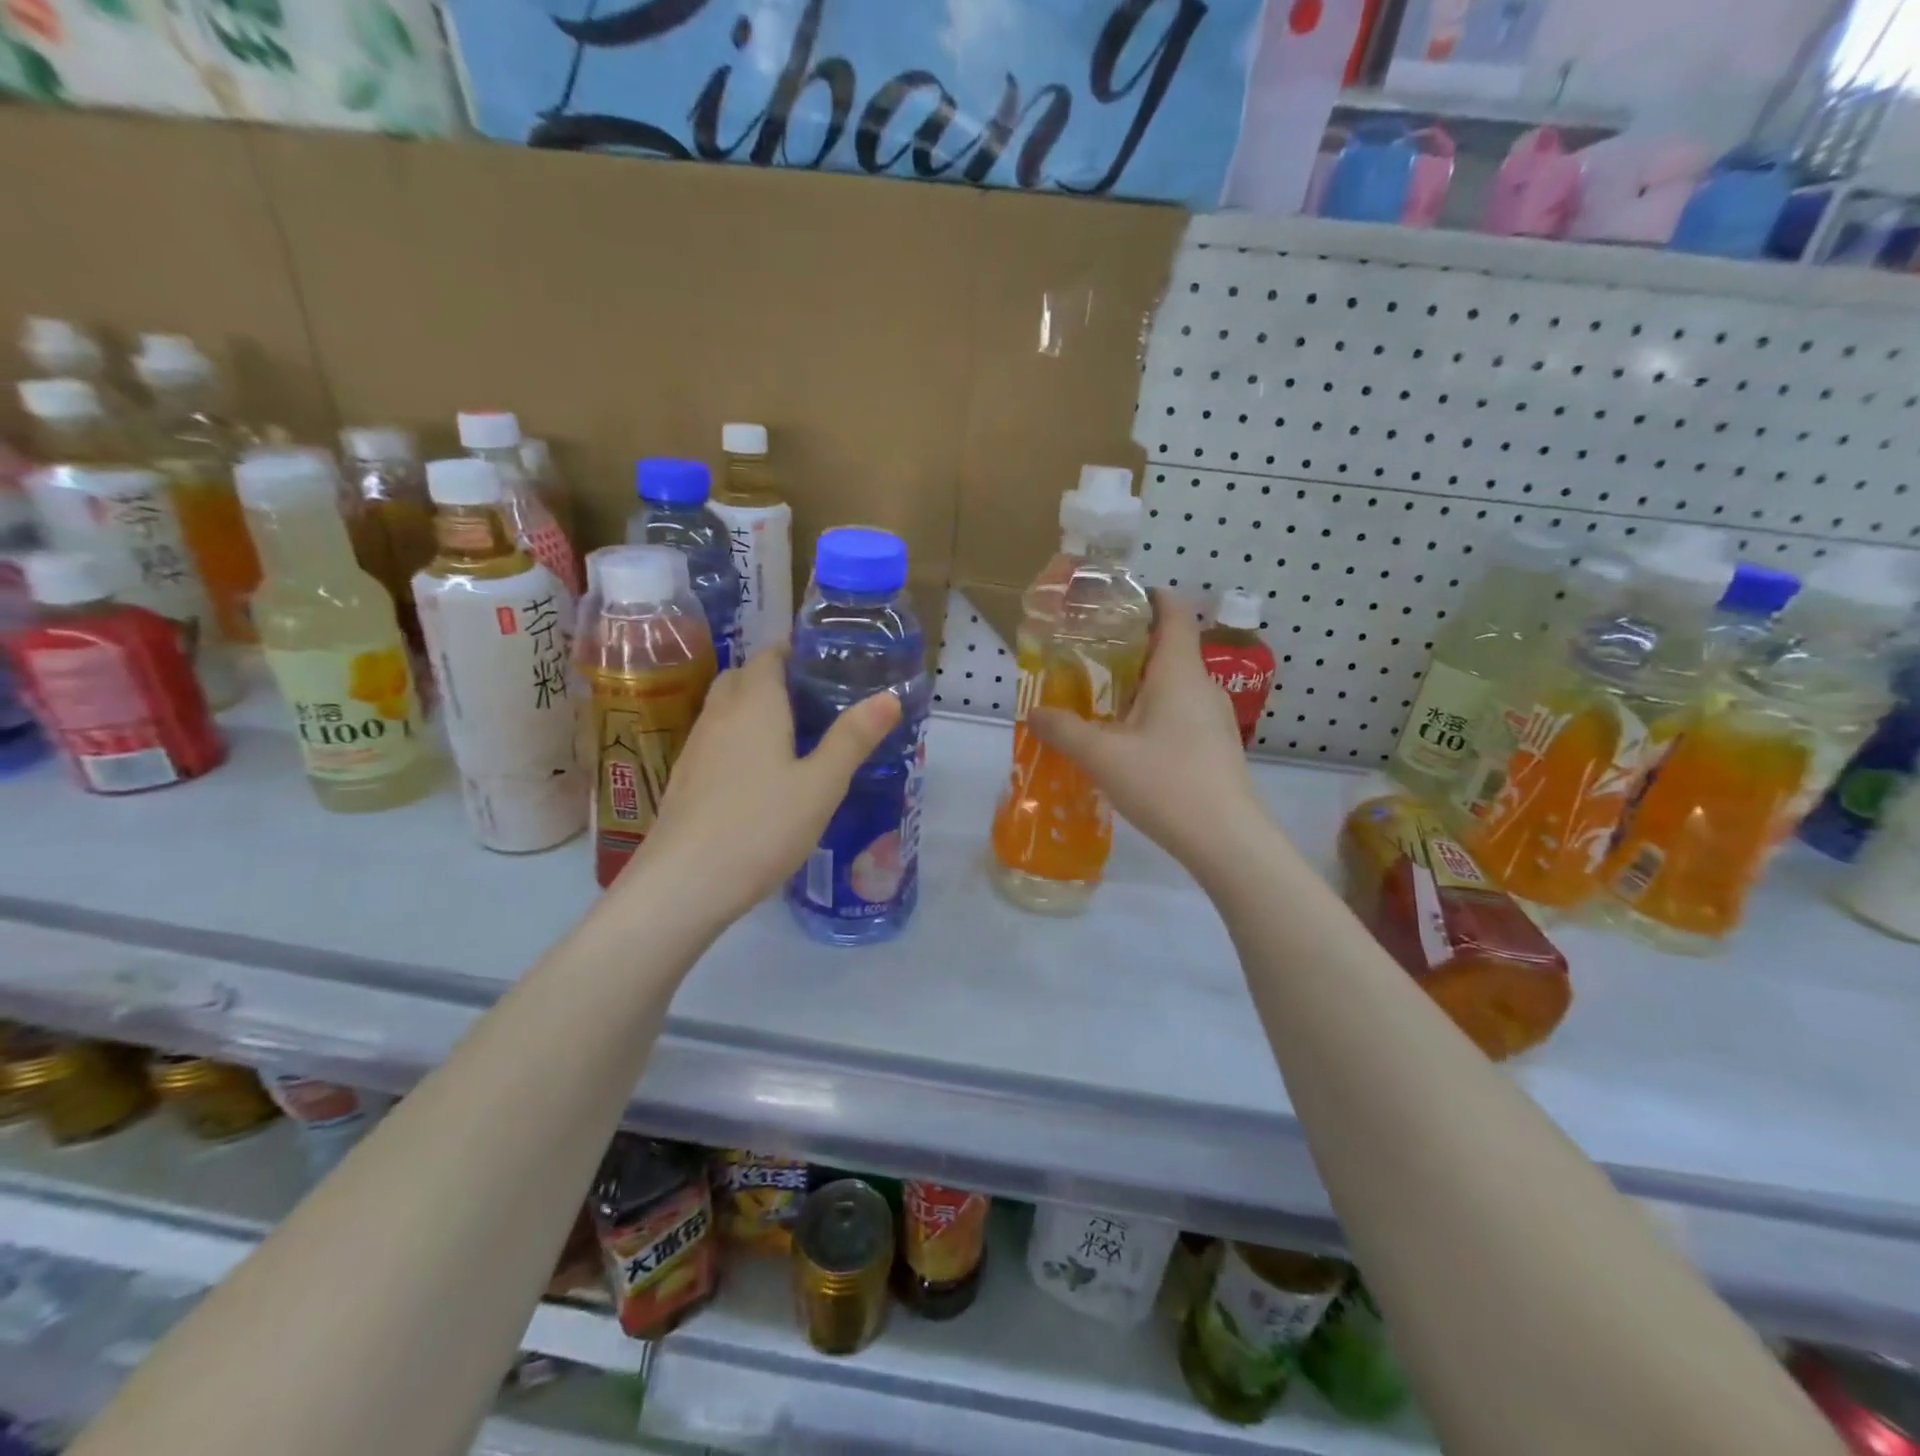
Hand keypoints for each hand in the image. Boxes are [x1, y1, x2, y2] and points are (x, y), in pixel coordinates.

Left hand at [627, 646, 900, 923]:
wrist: (683, 884)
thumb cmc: (761, 827)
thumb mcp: (821, 785)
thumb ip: (853, 739)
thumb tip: (889, 697)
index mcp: (755, 705)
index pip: (769, 656)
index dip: (794, 652)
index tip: (825, 662)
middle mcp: (719, 716)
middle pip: (742, 677)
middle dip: (774, 675)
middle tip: (813, 697)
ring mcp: (696, 748)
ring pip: (724, 709)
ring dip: (754, 707)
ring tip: (792, 733)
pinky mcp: (684, 780)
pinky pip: (715, 740)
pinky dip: (738, 738)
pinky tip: (760, 774)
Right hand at [1030, 589, 1269, 874]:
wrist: (1227, 840)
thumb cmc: (1166, 783)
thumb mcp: (1102, 756)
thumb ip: (1065, 730)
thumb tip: (1034, 712)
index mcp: (1178, 672)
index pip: (1174, 613)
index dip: (1150, 598)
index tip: (1116, 601)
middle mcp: (1202, 685)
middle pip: (1170, 648)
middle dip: (1132, 645)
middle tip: (1089, 654)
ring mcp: (1214, 717)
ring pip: (1175, 683)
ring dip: (1141, 682)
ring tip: (1101, 696)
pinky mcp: (1215, 745)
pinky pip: (1181, 711)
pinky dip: (1153, 710)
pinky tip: (1128, 738)